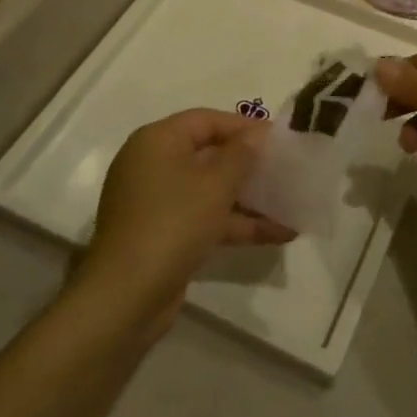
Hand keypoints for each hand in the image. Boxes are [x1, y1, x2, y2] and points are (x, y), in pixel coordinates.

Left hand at [74, 110, 294, 334]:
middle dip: (248, 164)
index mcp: (157, 141)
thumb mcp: (215, 184)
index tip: (278, 138)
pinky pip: (204, 218)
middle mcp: (153, 165)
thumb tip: (256, 133)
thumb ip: (241, 154)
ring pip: (209, 190)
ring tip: (290, 204)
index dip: (243, 126)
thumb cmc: (172, 223)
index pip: (205, 120)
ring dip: (248, 198)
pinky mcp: (163, 234)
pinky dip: (235, 223)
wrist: (126, 297)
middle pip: (208, 154)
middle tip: (286, 169)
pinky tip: (276, 234)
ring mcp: (156, 202)